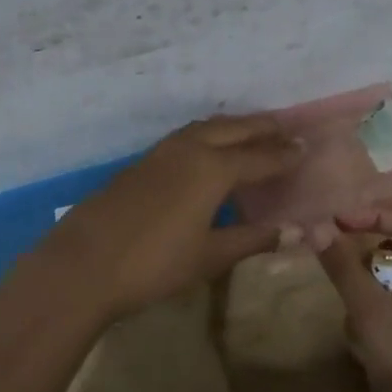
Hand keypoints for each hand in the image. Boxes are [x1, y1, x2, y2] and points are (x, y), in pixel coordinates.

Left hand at [36, 115, 302, 321]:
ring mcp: (161, 153)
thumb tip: (298, 233)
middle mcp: (189, 149)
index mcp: (213, 168)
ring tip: (252, 133)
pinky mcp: (141, 162)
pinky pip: (185, 137)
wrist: (84, 263)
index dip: (285, 154)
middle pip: (234, 129)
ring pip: (206, 127)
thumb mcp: (210, 255)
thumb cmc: (155, 264)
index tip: (306, 147)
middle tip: (286, 129)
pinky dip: (208, 135)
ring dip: (233, 126)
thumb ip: (253, 239)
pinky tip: (208, 151)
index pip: (259, 156)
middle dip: (262, 128)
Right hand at [315, 207, 391, 391]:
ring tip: (349, 301)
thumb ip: (344, 269)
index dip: (376, 215)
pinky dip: (379, 307)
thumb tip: (317, 227)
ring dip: (372, 282)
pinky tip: (361, 331)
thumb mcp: (373, 318)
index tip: (336, 220)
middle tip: (334, 246)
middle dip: (371, 249)